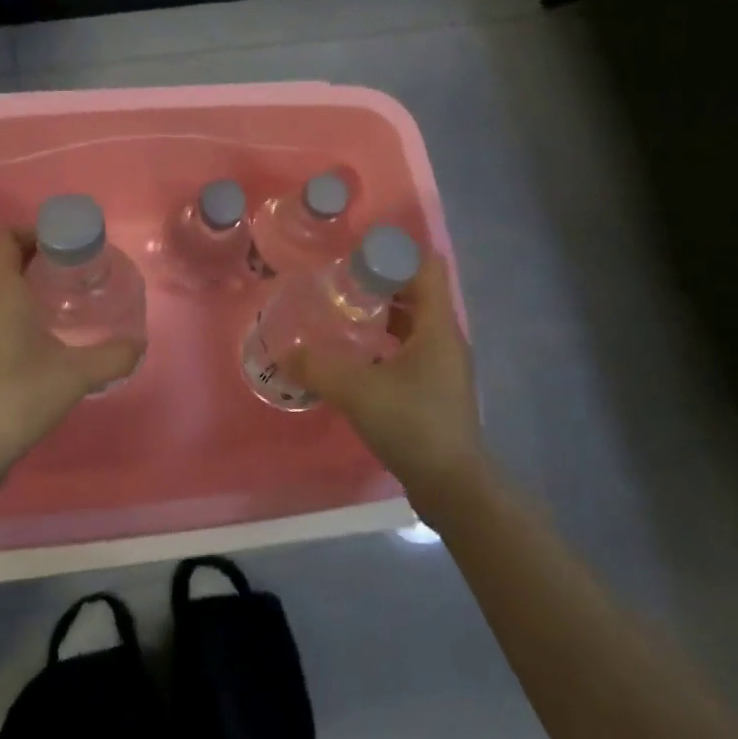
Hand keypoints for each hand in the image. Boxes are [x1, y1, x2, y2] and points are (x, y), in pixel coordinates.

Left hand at [0, 229, 143, 479]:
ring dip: (31, 283)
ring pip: (2, 289)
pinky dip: (24, 309)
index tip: (64, 241)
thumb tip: (139, 343)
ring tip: (69, 296)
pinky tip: (51, 333)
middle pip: (5, 262)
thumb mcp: (76, 374)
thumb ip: (112, 356)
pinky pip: (0, 314)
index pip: (2, 239)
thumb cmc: (19, 396)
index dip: (30, 230)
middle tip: (77, 266)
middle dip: (39, 256)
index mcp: (2, 295)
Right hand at [285, 256, 484, 506]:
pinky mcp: (436, 389)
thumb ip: (317, 368)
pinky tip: (356, 356)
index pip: (426, 266)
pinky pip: (410, 349)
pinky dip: (385, 342)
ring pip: (413, 323)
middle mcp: (446, 338)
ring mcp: (444, 365)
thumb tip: (284, 353)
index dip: (394, 252)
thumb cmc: (411, 424)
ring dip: (383, 313)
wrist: (452, 486)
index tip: (357, 254)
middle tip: (341, 282)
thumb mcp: (357, 391)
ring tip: (343, 313)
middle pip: (418, 292)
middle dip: (381, 281)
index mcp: (438, 326)